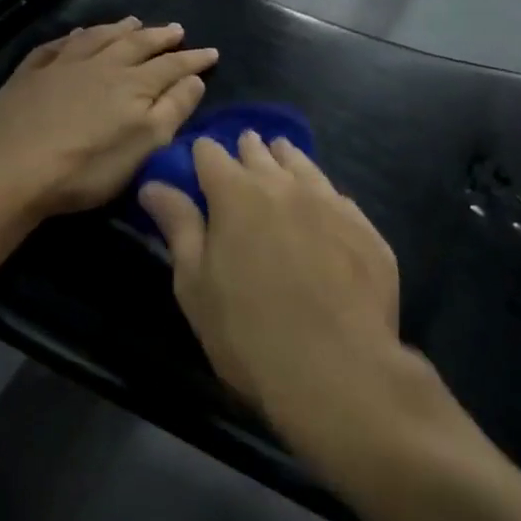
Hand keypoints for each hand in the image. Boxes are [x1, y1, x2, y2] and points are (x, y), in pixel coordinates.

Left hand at [0, 18, 216, 215]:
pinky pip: (57, 45)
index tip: (211, 52)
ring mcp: (62, 66)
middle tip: (176, 29)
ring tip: (133, 21)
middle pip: (136, 44)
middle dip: (159, 36)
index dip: (193, 59)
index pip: (172, 66)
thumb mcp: (144, 146)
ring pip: (97, 37)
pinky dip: (73, 37)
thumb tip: (194, 79)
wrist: (12, 169)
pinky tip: (76, 35)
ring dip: (118, 29)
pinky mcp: (30, 74)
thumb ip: (173, 109)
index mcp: (133, 85)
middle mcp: (101, 65)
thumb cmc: (87, 167)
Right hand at [138, 133, 402, 437]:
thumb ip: (178, 227)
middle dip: (246, 151)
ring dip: (287, 160)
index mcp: (236, 194)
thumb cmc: (246, 331)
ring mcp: (331, 204)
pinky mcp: (366, 230)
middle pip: (260, 153)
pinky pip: (339, 199)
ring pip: (304, 166)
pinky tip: (325, 205)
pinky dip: (323, 195)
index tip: (198, 163)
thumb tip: (154, 185)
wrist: (336, 369)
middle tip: (242, 151)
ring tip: (281, 155)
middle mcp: (285, 186)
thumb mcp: (195, 284)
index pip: (211, 154)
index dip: (201, 156)